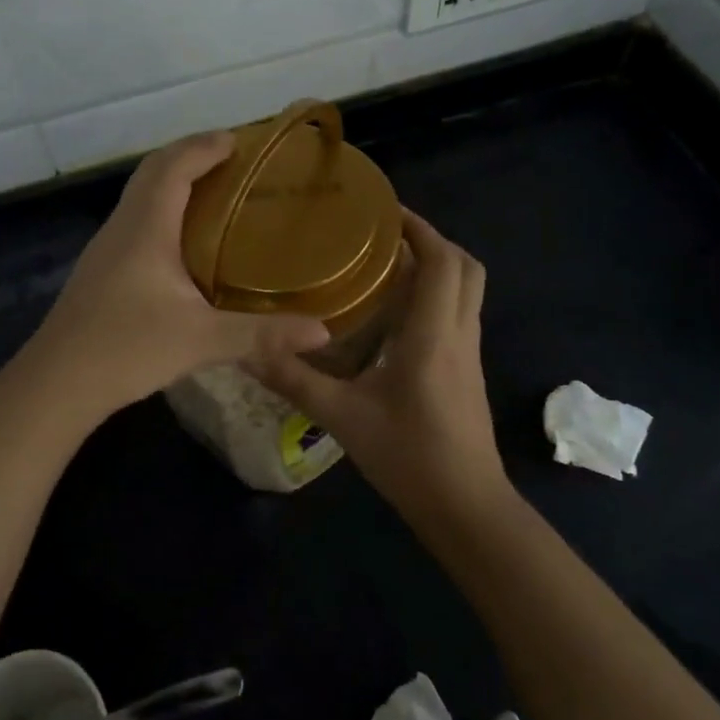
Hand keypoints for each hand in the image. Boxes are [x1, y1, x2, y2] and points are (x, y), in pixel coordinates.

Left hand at [23, 132, 330, 418]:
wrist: (56, 383)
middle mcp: (123, 226)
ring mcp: (106, 247)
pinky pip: (135, 218)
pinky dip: (162, 207)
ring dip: (173, 180)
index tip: (239, 141)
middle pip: (153, 170)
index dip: (205, 146)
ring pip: (140, 194)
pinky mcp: (101, 268)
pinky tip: (182, 239)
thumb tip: (322, 332)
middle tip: (231, 160)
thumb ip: (262, 335)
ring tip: (214, 191)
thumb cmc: (127, 349)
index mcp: (146, 227)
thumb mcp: (202, 340)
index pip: (174, 165)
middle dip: (190, 154)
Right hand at [254, 211, 508, 520]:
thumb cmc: (409, 456)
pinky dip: (436, 295)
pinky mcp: (468, 371)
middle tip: (386, 235)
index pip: (442, 261)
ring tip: (386, 264)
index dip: (420, 229)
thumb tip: (249, 350)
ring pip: (466, 290)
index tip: (385, 211)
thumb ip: (295, 380)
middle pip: (465, 267)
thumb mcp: (342, 417)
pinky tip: (396, 313)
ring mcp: (470, 353)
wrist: (466, 507)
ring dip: (436, 266)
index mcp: (434, 333)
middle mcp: (460, 333)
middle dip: (432, 240)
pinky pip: (459, 314)